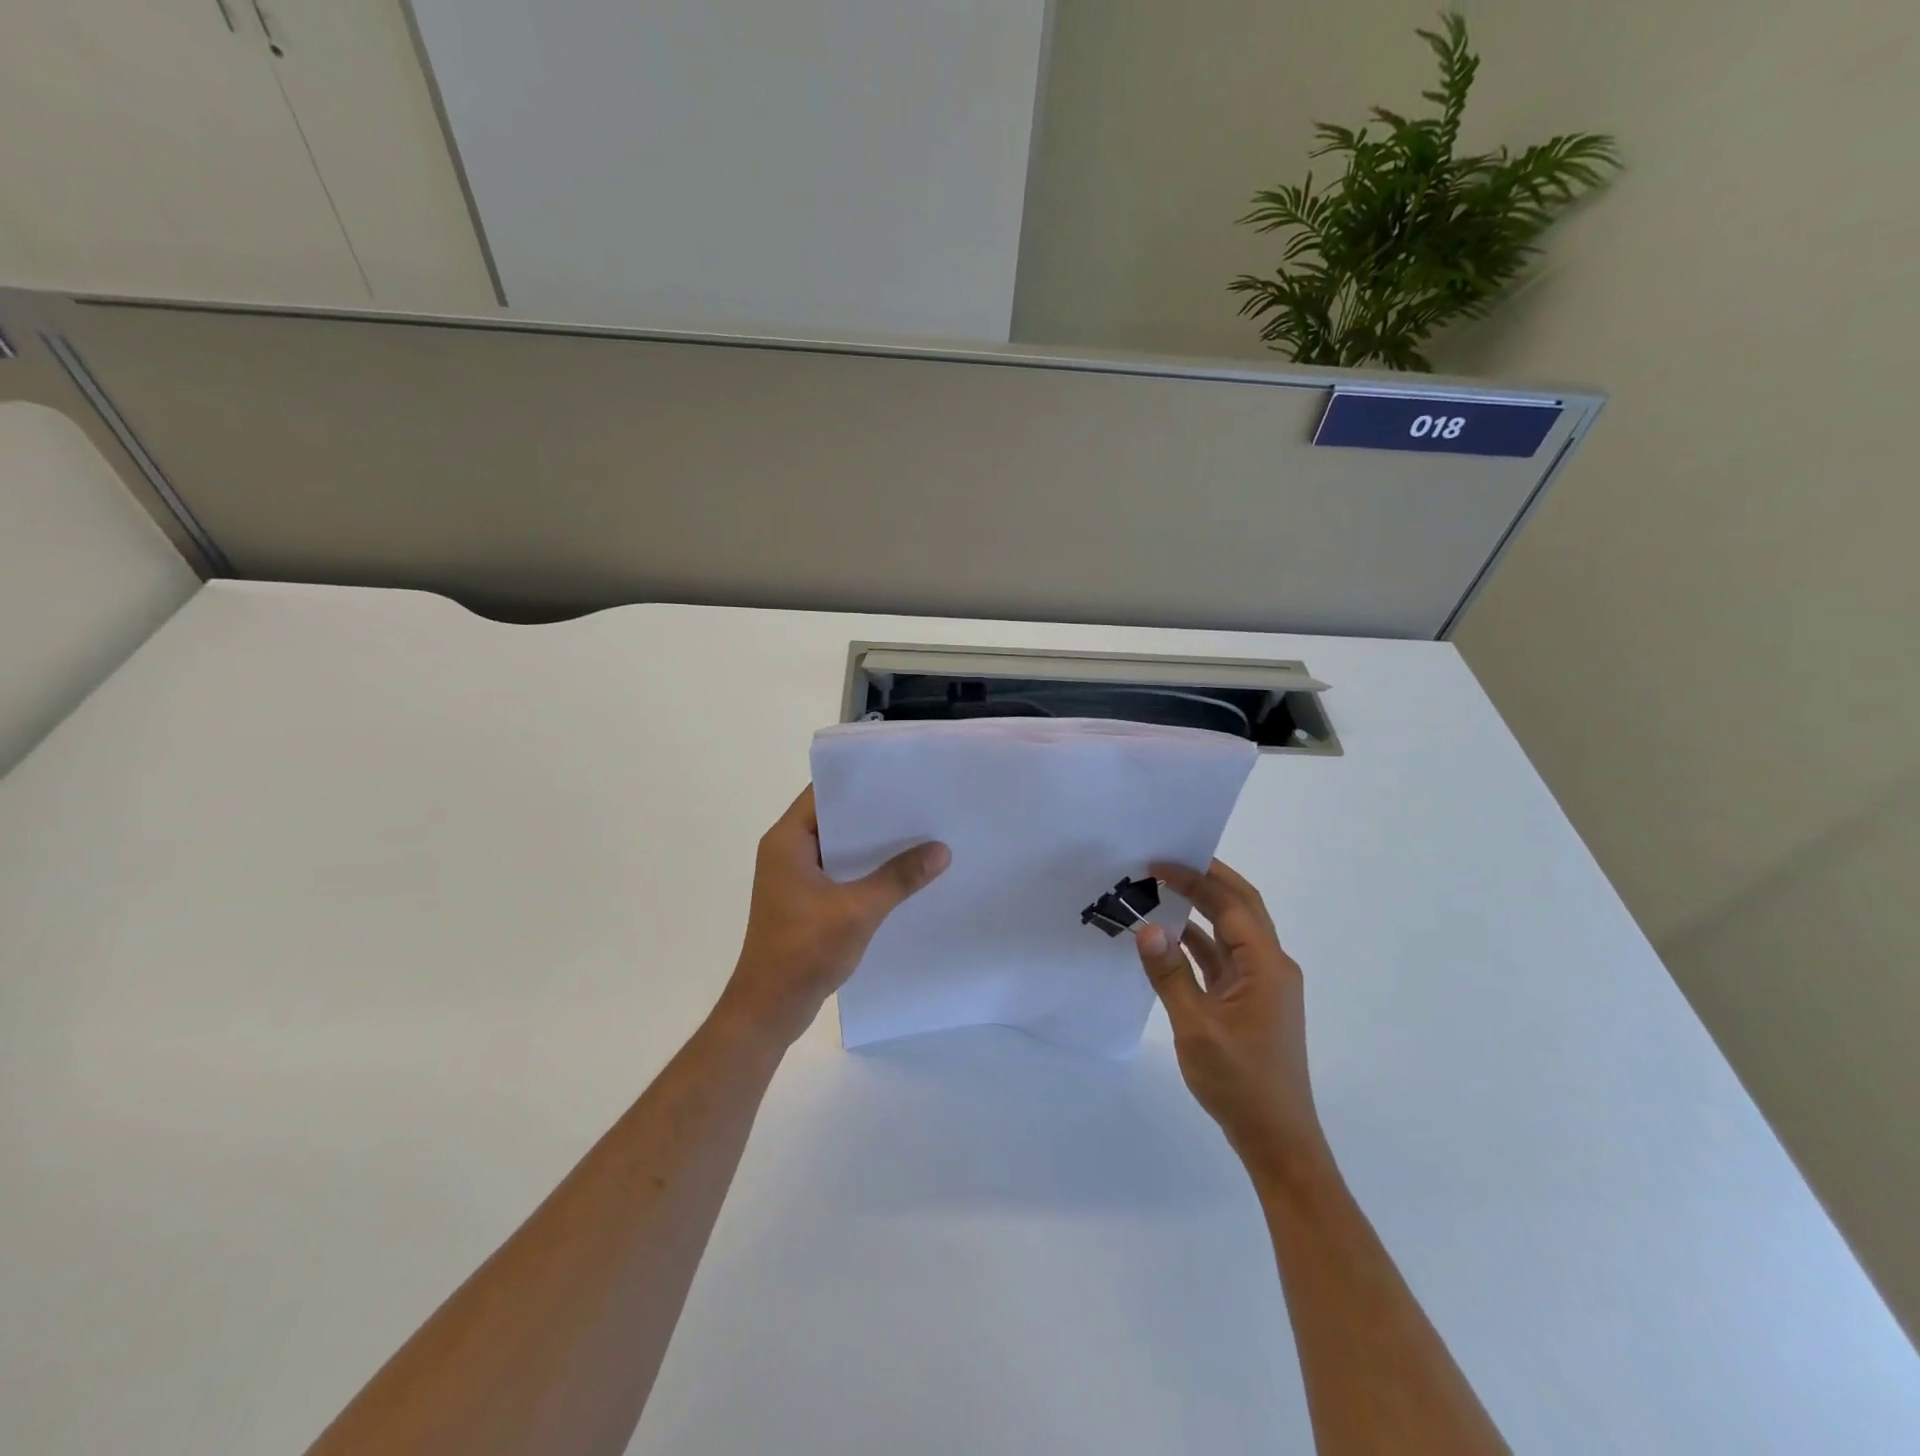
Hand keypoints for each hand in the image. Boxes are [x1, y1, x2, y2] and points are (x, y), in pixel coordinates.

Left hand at [717, 786, 949, 1047]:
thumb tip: (941, 850)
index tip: (901, 775)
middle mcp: (787, 851)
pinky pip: (840, 872)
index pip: (823, 794)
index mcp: (787, 841)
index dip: (860, 782)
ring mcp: (795, 878)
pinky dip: (866, 870)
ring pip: (840, 848)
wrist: (769, 1009)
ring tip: (920, 833)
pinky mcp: (806, 901)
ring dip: (873, 845)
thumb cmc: (803, 952)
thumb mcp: (857, 911)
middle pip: (835, 819)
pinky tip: (902, 873)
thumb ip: (899, 878)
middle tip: (920, 803)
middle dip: (875, 814)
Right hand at [1135, 860, 1329, 1183]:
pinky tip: (1169, 938)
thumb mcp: (1197, 1027)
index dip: (1195, 879)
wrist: (1276, 1140)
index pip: (1230, 904)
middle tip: (1165, 862)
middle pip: (1239, 908)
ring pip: (1231, 932)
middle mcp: (1270, 966)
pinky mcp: (1249, 1002)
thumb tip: (1147, 927)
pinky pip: (1223, 959)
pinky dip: (1198, 943)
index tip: (1157, 863)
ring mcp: (1261, 985)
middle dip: (1205, 880)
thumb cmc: (1240, 1082)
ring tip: (1161, 891)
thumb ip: (1170, 975)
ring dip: (1201, 910)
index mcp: (1267, 965)